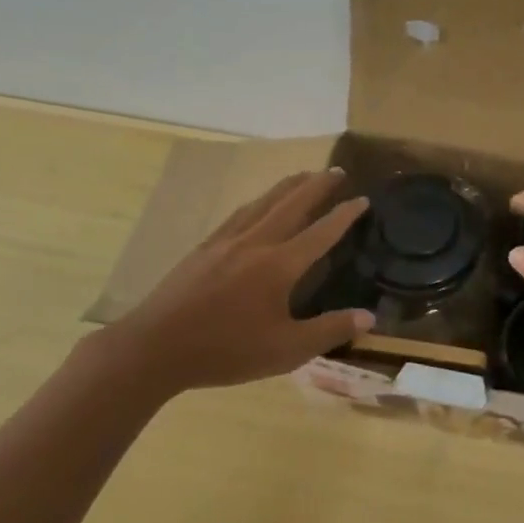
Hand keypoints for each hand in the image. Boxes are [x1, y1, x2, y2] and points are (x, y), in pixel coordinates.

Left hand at [95, 169, 372, 397]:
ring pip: (264, 202)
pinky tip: (257, 203)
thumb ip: (330, 330)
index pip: (321, 233)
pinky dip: (259, 201)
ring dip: (288, 186)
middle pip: (292, 204)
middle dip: (317, 185)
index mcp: (279, 266)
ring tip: (304, 175)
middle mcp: (256, 243)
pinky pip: (239, 214)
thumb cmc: (226, 351)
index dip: (345, 215)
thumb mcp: (286, 350)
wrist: (153, 349)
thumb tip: (370, 316)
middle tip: (337, 171)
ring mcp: (226, 242)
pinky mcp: (204, 248)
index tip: (363, 199)